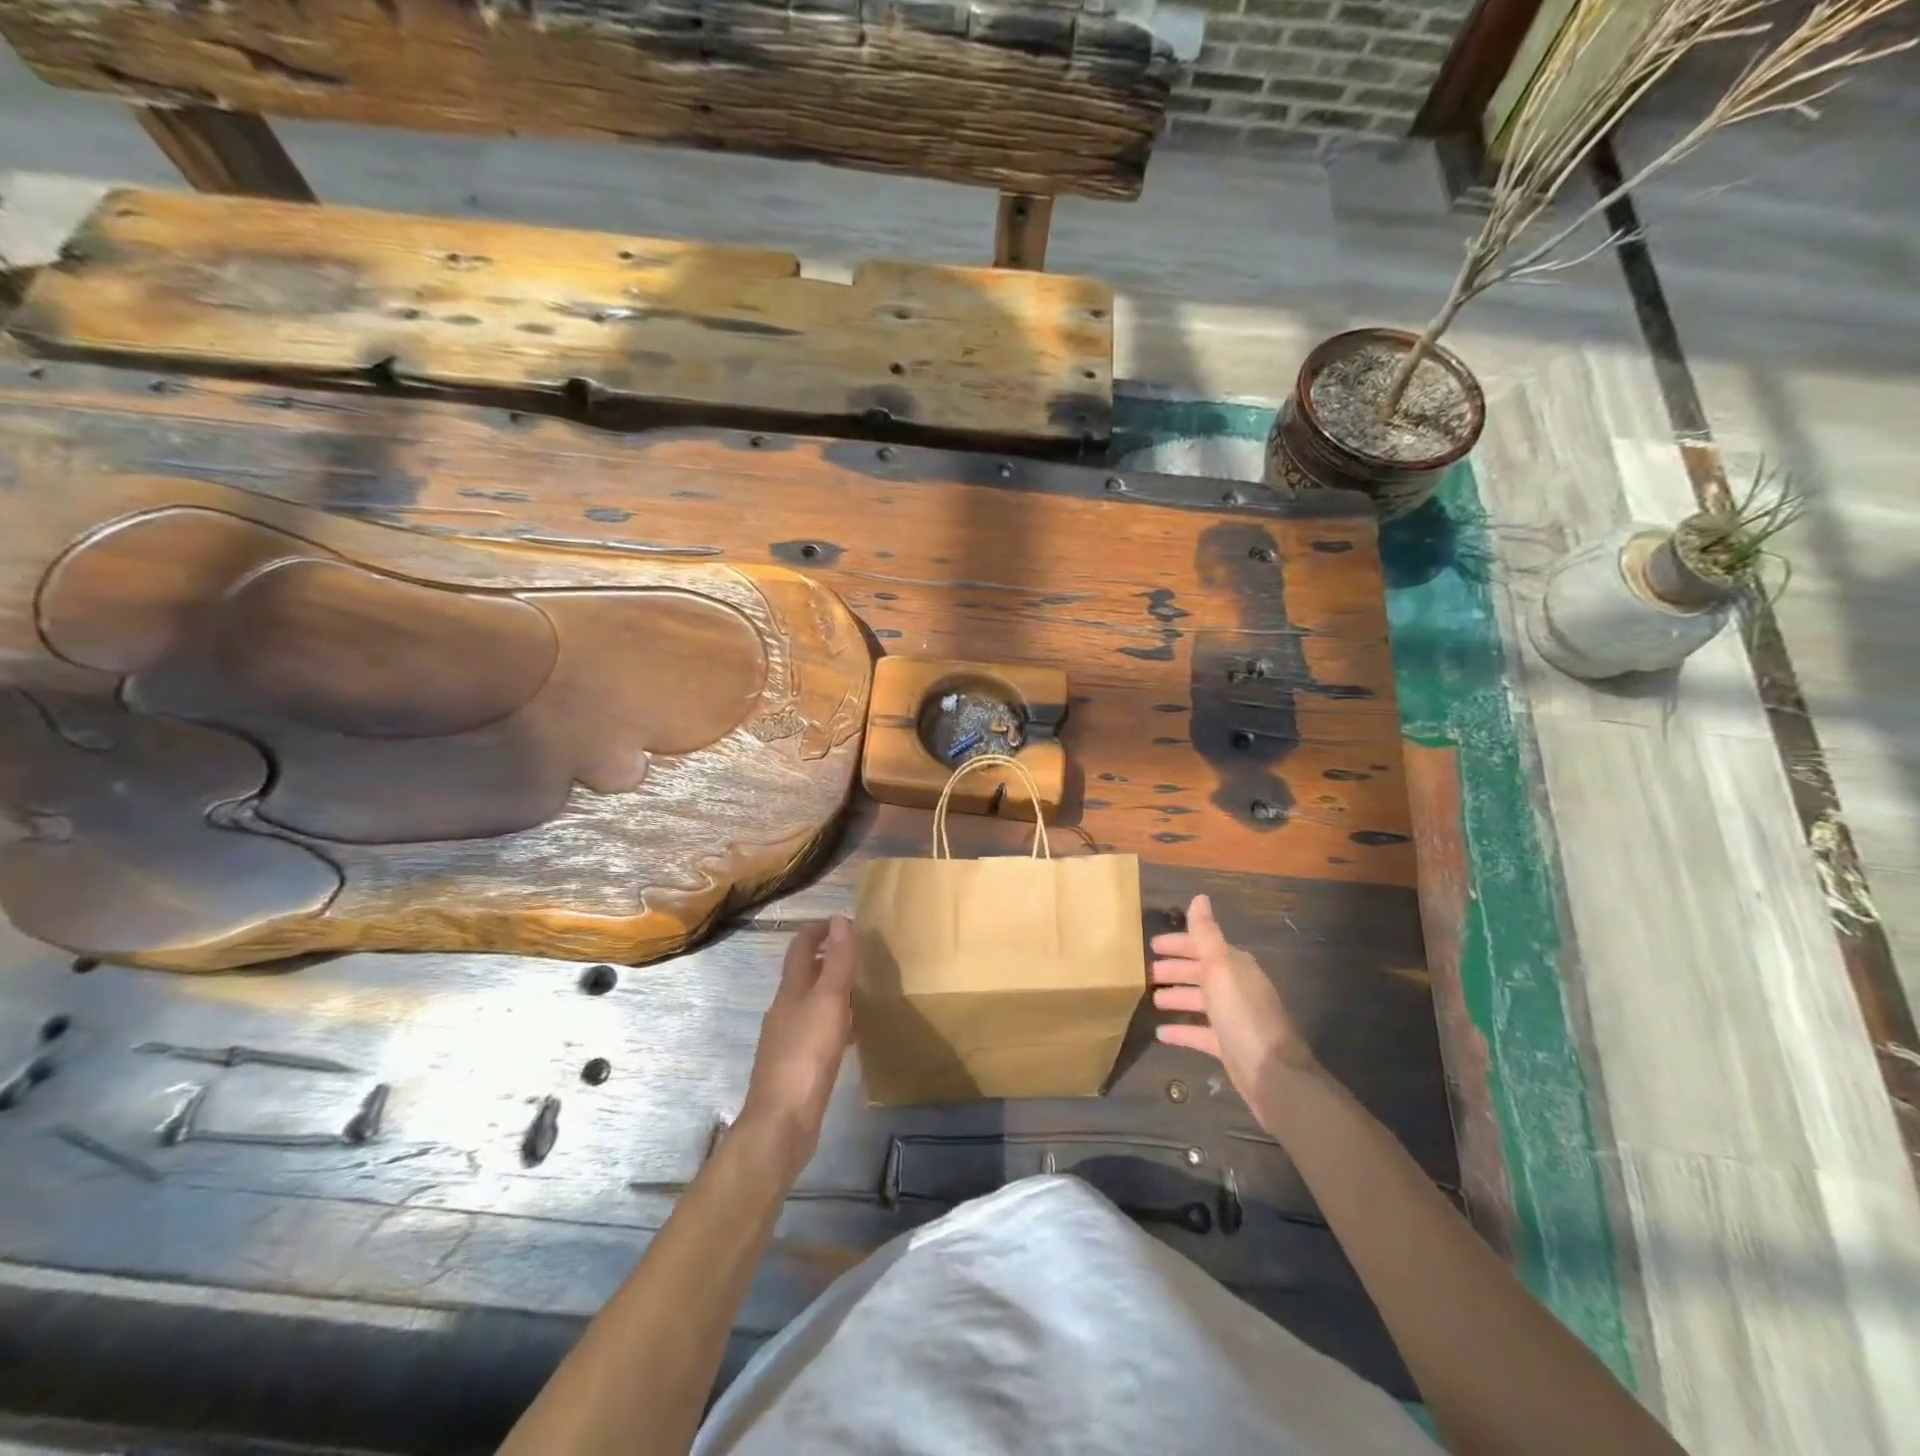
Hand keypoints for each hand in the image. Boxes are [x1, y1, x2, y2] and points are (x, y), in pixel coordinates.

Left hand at [739, 916, 856, 1174]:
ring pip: (814, 1003)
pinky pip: (820, 1032)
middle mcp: (786, 1009)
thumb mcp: (828, 1002)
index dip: (820, 931)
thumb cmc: (806, 1055)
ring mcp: (789, 1039)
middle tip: (864, 956)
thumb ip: (837, 962)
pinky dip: (838, 1023)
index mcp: (791, 990)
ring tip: (866, 991)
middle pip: (807, 974)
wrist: (782, 1122)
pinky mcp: (798, 1065)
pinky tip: (855, 1035)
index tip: (847, 923)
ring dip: (835, 992)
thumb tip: (839, 919)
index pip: (801, 948)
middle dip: (831, 959)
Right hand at [1152, 894, 1315, 1113]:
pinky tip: (1161, 1034)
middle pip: (1201, 973)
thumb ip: (1206, 934)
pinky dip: (1182, 1031)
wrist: (1272, 1074)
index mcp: (1235, 966)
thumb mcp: (1220, 968)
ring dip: (1176, 997)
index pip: (1203, 946)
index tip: (1152, 945)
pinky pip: (1200, 1033)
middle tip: (1146, 972)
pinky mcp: (1229, 1046)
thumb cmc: (1242, 1015)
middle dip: (1175, 969)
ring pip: (1200, 1001)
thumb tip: (1200, 897)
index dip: (1179, 944)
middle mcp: (1236, 988)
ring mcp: (1234, 1019)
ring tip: (1151, 999)